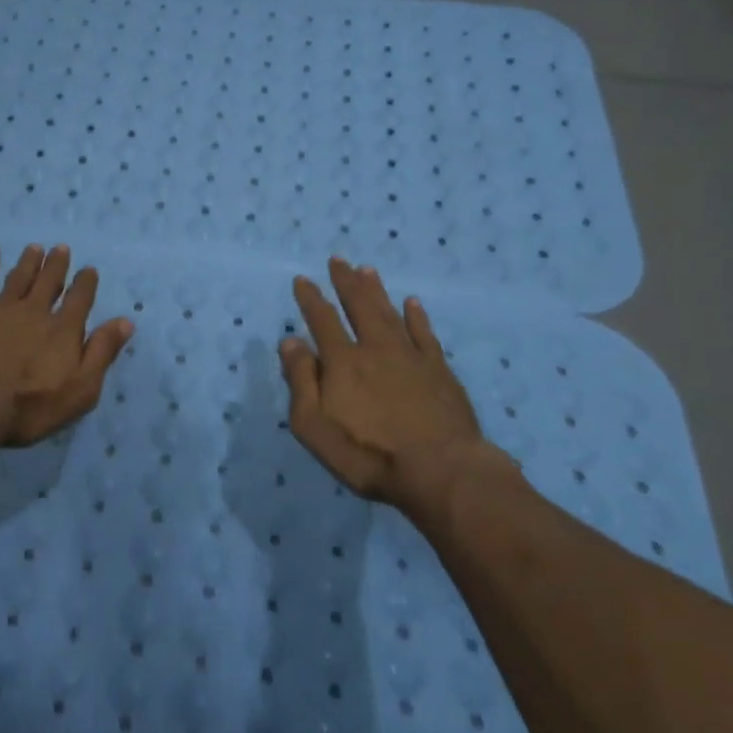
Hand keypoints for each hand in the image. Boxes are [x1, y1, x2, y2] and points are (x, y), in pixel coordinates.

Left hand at [0, 244, 133, 454]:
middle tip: (61, 248)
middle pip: (48, 282)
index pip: (79, 300)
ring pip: (18, 278)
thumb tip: (125, 321)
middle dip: (56, 265)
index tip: (88, 269)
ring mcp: (0, 310)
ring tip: (35, 247)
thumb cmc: (29, 404)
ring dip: (28, 262)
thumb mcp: (80, 389)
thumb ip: (102, 353)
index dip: (85, 284)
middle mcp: (34, 312)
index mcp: (63, 330)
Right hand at [280, 257, 502, 511]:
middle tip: (338, 260)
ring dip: (376, 291)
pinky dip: (417, 317)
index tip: (303, 279)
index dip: (310, 298)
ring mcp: (411, 357)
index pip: (322, 320)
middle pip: (358, 306)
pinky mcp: (439, 371)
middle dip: (345, 282)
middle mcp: (375, 348)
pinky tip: (413, 303)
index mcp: (342, 362)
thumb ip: (300, 381)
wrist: (441, 472)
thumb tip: (290, 341)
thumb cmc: (368, 454)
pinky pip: (425, 334)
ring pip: (389, 313)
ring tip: (367, 270)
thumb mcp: (314, 426)